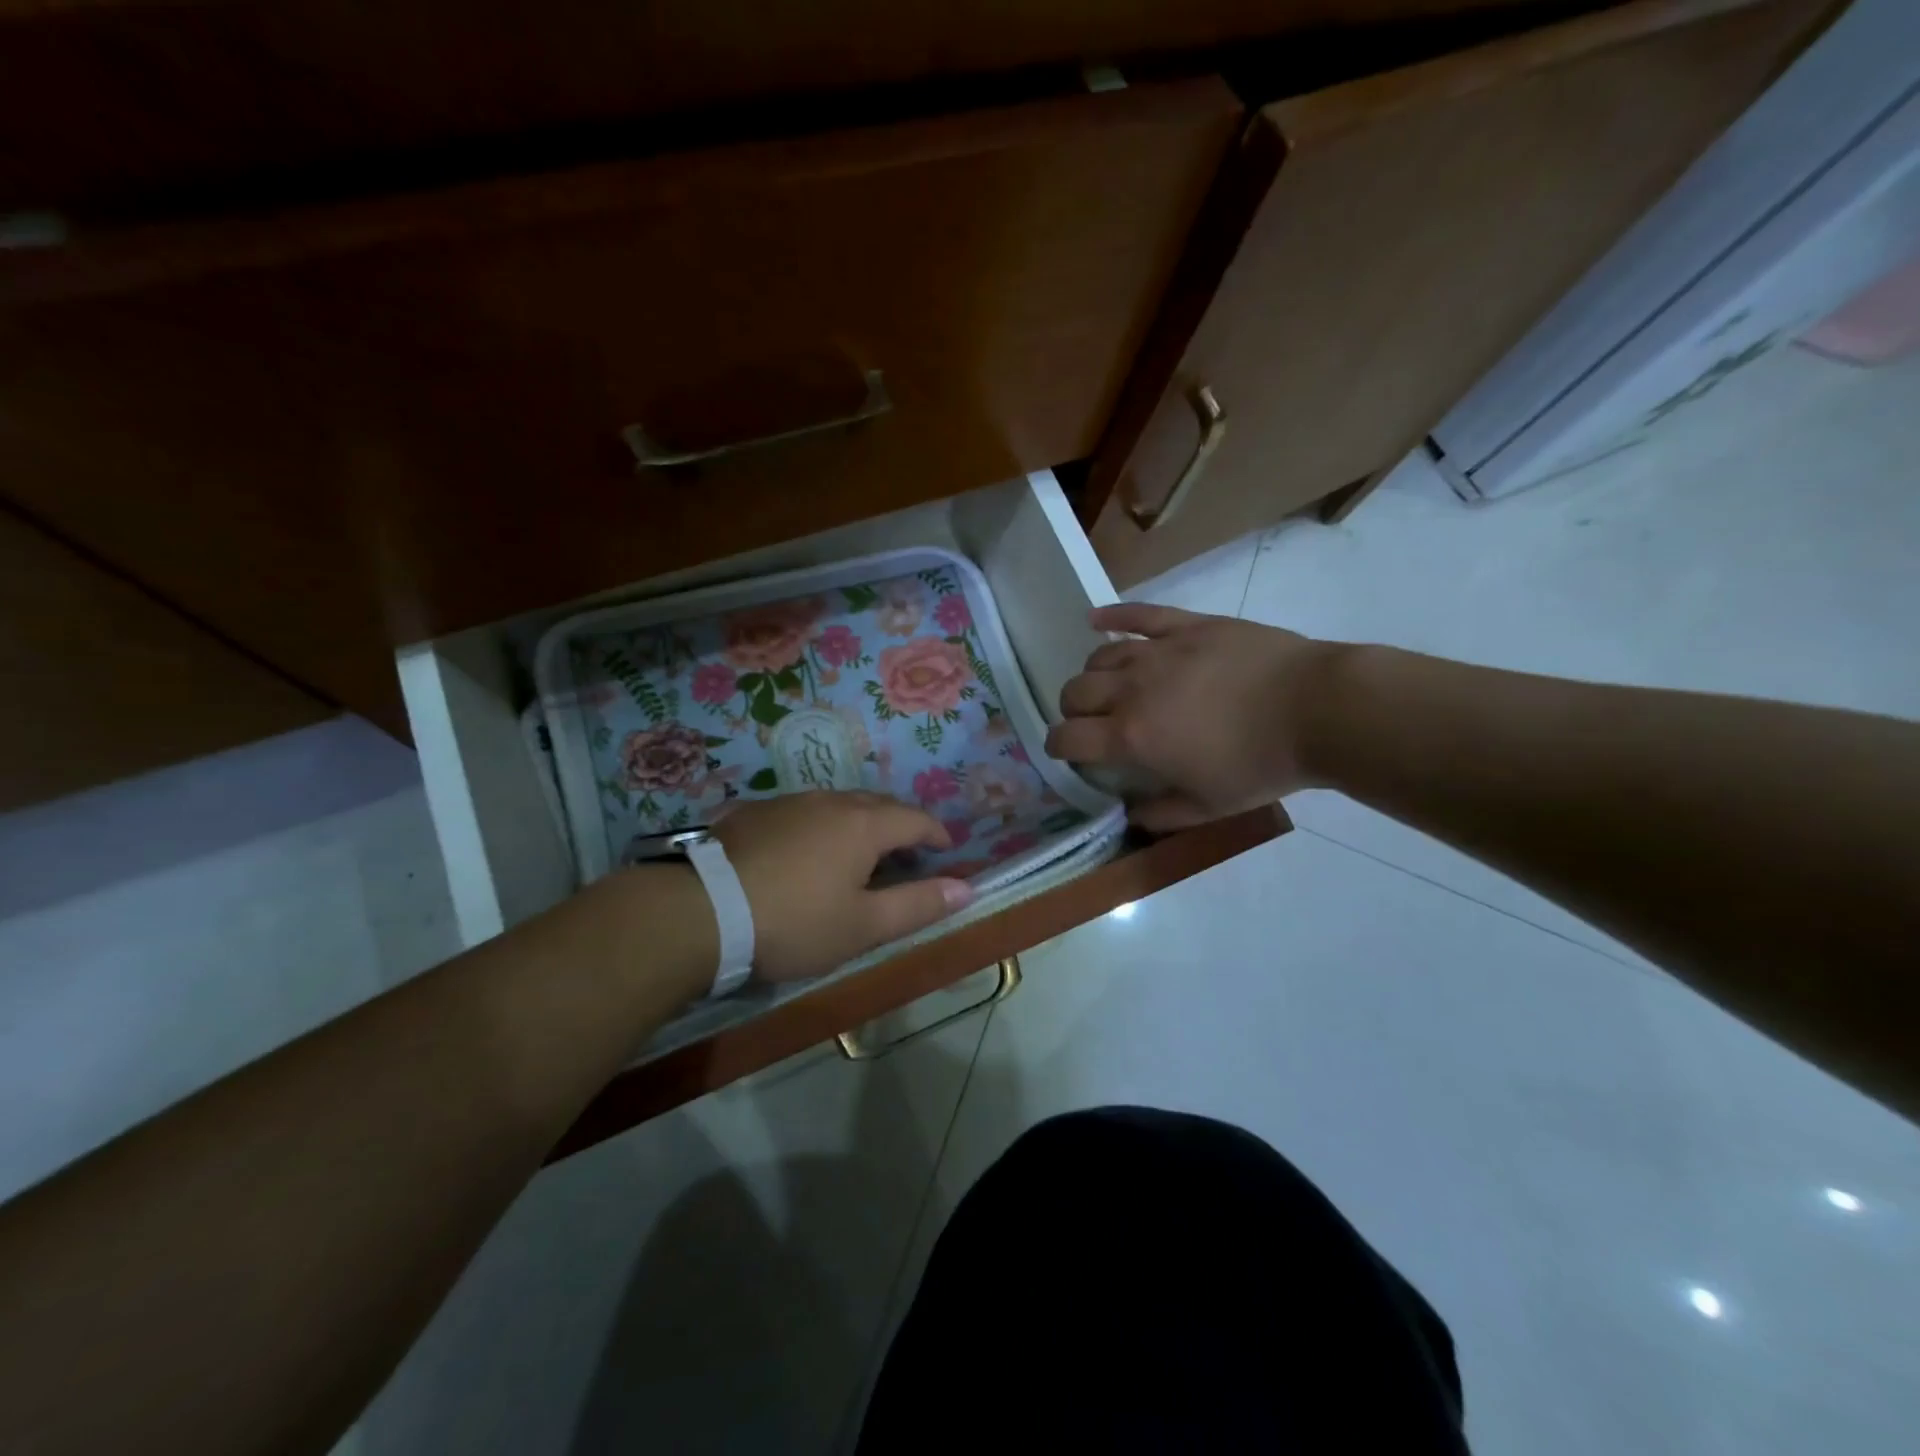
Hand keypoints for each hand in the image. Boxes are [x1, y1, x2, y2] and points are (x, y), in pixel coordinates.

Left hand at [711, 791, 974, 981]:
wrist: (700, 911)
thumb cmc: (794, 922)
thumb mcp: (862, 926)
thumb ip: (918, 905)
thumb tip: (967, 888)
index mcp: (863, 824)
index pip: (915, 818)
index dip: (937, 833)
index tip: (947, 850)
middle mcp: (830, 801)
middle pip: (878, 805)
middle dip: (900, 825)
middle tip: (907, 854)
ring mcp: (788, 802)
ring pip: (837, 805)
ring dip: (859, 824)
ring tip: (858, 852)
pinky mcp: (753, 813)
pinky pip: (802, 812)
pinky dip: (820, 827)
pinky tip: (805, 851)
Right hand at [1044, 603, 1334, 831]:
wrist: (1316, 709)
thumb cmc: (1260, 764)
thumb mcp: (1208, 807)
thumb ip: (1161, 815)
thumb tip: (1130, 815)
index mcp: (1131, 735)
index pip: (1068, 737)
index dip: (1057, 747)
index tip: (1065, 753)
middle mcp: (1131, 689)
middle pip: (1075, 692)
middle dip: (1072, 710)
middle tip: (1090, 722)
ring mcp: (1158, 650)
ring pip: (1100, 656)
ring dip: (1093, 675)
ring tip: (1107, 685)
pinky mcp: (1187, 624)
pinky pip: (1137, 614)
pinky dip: (1110, 616)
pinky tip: (1094, 619)